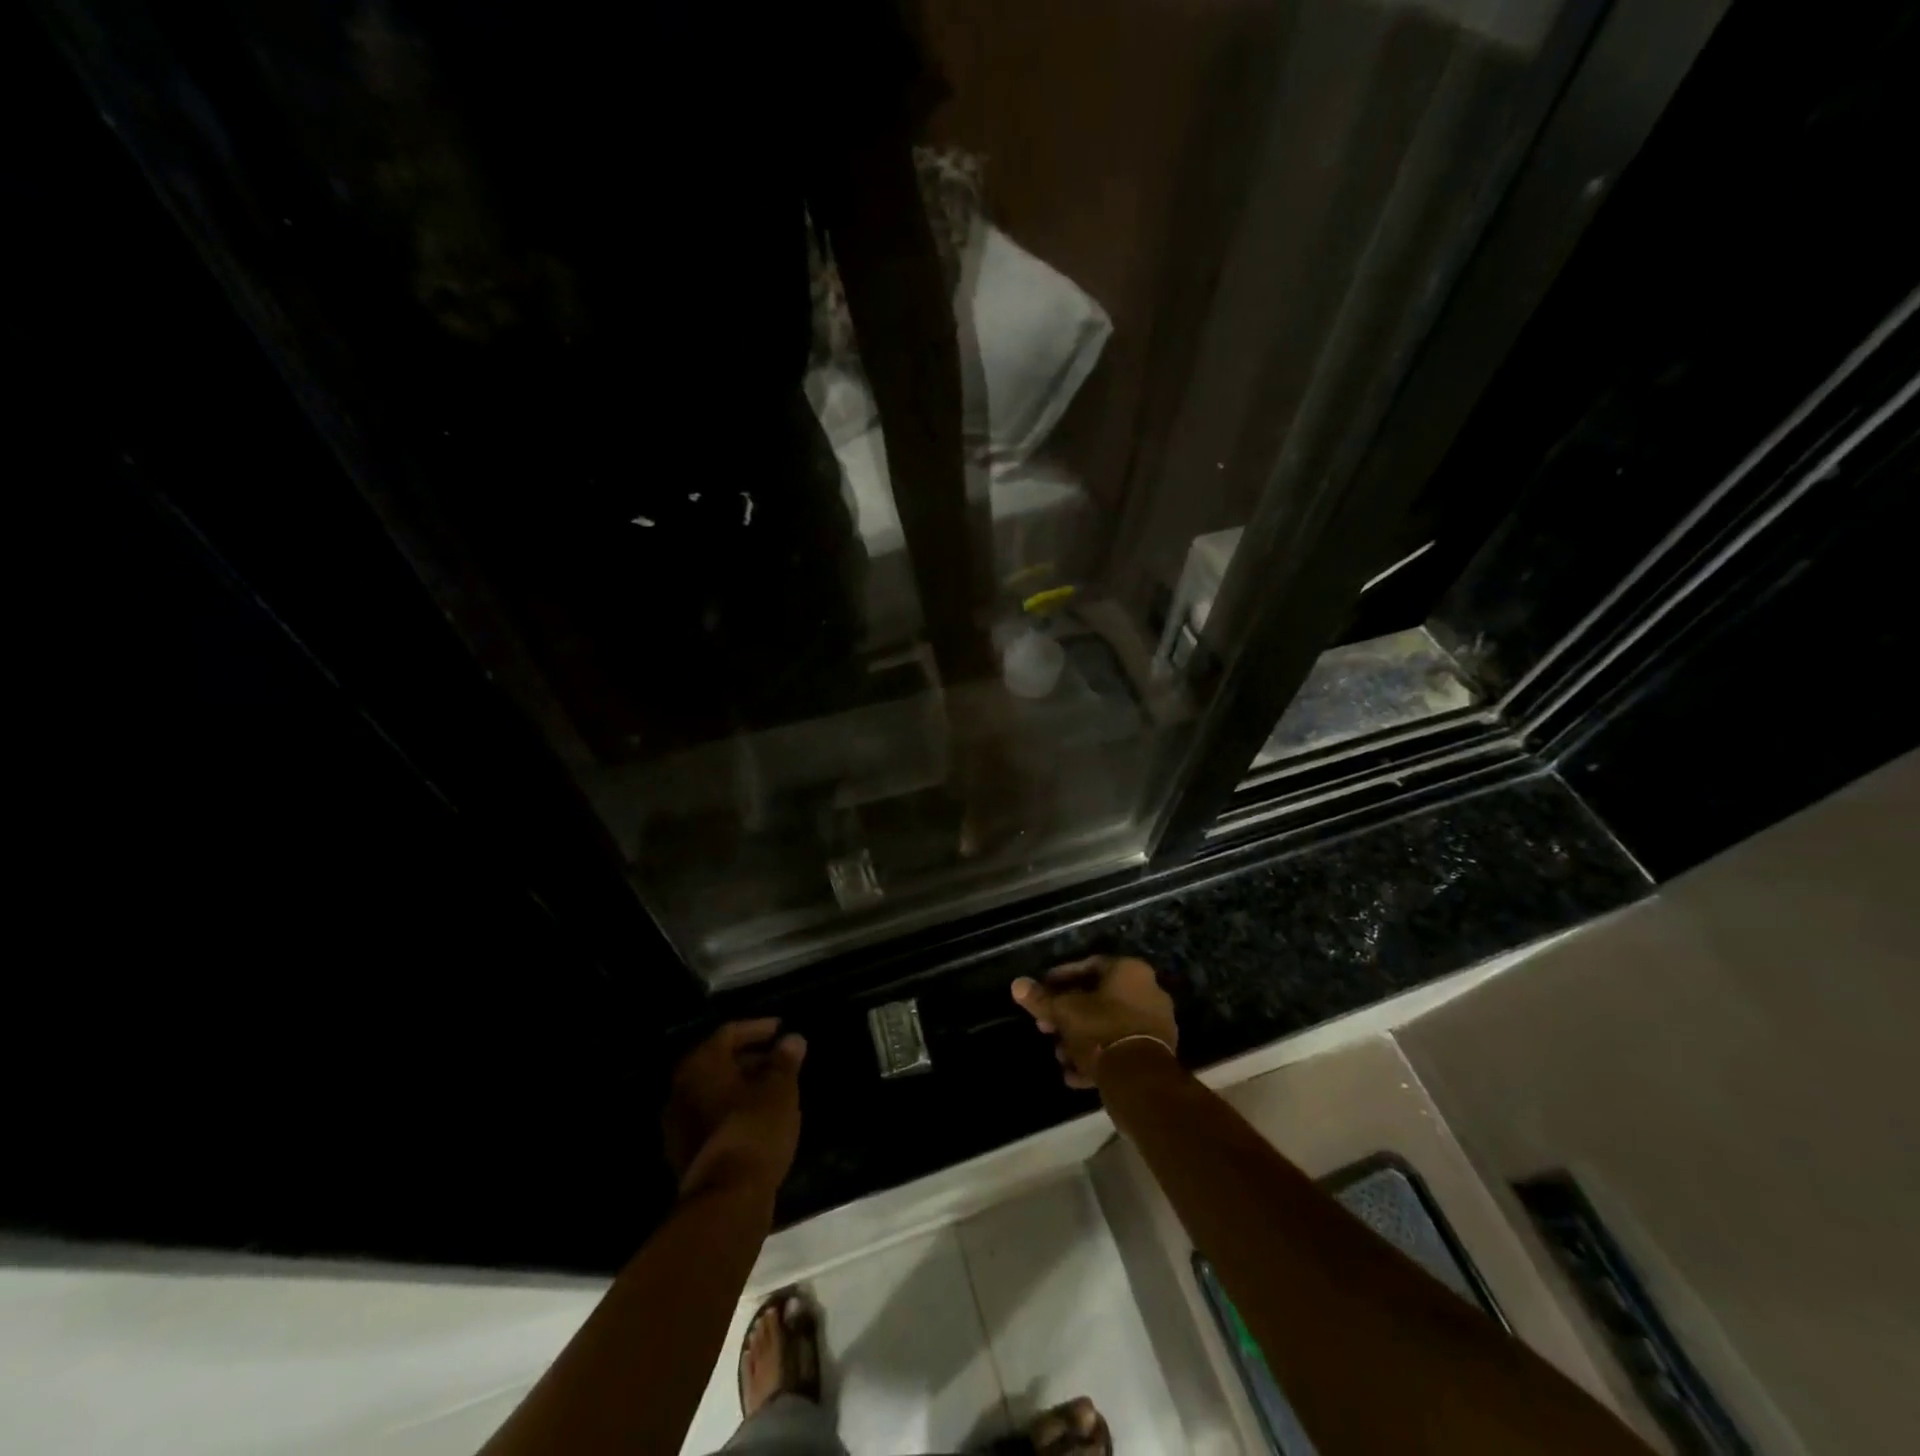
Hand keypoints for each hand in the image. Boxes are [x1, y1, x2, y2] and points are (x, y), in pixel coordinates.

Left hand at [662, 1020, 806, 1201]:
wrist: (727, 1198)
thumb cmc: (755, 1128)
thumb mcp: (780, 1089)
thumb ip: (785, 1060)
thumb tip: (792, 1039)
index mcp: (700, 1064)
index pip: (729, 1033)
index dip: (757, 1028)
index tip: (781, 1030)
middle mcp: (680, 1088)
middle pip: (717, 1062)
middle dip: (750, 1058)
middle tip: (780, 1061)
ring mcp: (677, 1124)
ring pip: (712, 1091)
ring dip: (741, 1086)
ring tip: (773, 1090)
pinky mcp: (683, 1153)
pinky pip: (710, 1117)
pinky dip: (731, 1110)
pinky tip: (757, 1119)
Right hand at [1011, 956, 1178, 1088]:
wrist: (1138, 1078)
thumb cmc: (1100, 1029)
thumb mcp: (1064, 1012)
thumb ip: (1040, 998)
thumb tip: (1017, 984)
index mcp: (1129, 971)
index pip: (1089, 966)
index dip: (1060, 979)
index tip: (1043, 992)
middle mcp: (1147, 991)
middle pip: (1098, 1000)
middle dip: (1068, 1016)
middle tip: (1045, 1027)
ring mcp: (1155, 1024)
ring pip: (1107, 1027)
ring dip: (1080, 1040)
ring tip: (1059, 1055)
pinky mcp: (1156, 1054)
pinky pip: (1119, 1049)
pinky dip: (1097, 1058)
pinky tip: (1074, 1075)